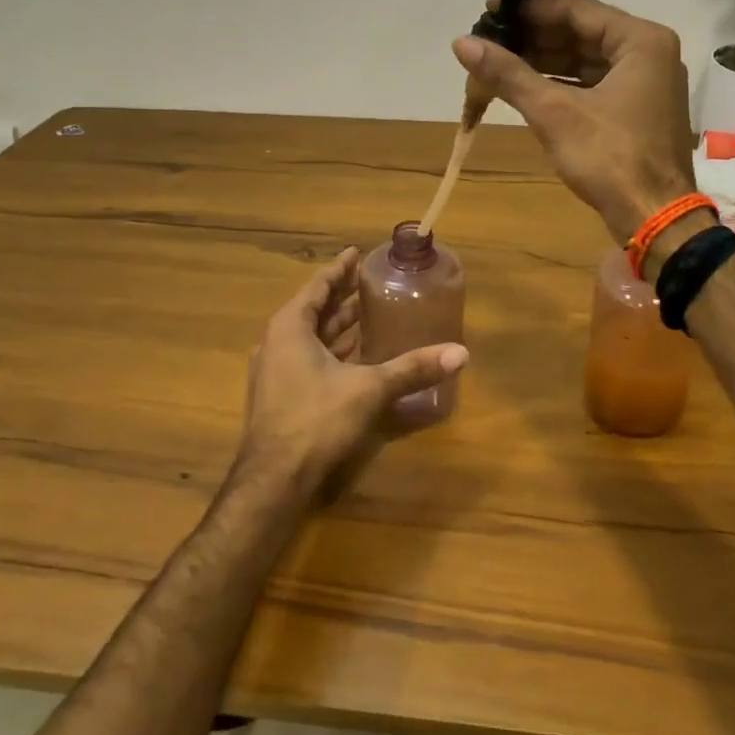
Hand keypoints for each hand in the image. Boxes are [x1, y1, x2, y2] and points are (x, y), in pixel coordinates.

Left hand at [238, 249, 467, 495]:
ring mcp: (274, 370)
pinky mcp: (280, 395)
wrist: (273, 481)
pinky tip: (356, 357)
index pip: (318, 286)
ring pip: (310, 337)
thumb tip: (461, 353)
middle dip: (342, 296)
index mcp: (290, 327)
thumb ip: (412, 368)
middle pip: (314, 309)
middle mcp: (277, 342)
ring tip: (369, 314)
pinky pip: (308, 358)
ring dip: (338, 326)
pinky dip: (331, 350)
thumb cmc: (315, 420)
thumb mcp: (369, 388)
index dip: (340, 269)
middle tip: (371, 283)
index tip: (357, 253)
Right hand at [453, 0, 697, 241]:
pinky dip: (560, 84)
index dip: (529, 9)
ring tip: (497, 60)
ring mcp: (645, 83)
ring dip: (543, 61)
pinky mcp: (636, 110)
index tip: (489, 11)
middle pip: (581, 33)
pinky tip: (524, 86)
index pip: (577, 10)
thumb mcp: (554, 112)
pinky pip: (593, 84)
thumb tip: (461, 43)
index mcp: (641, 41)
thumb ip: (508, 74)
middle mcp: (648, 53)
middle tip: (488, 38)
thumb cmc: (610, 158)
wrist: (653, 218)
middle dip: (534, 37)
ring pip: (586, 60)